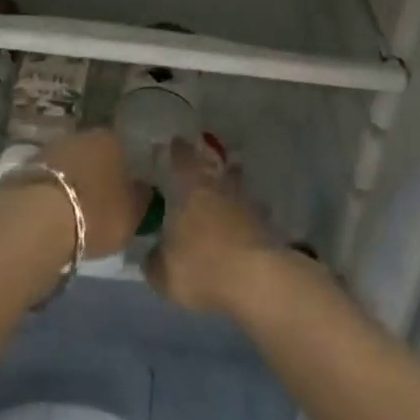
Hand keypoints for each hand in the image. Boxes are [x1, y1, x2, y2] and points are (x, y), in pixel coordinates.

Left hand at [38, 128, 150, 259]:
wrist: (37, 219)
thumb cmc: (96, 213)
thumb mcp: (132, 214)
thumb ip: (141, 197)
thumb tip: (144, 188)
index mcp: (113, 139)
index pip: (125, 149)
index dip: (126, 170)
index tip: (126, 189)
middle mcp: (83, 135)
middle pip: (95, 153)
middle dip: (98, 173)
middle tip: (102, 199)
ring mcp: (52, 148)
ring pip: (71, 163)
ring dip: (74, 180)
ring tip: (76, 208)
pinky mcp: (26, 166)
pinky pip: (49, 178)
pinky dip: (53, 190)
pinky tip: (55, 210)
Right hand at [145, 143, 278, 316]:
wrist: (255, 279)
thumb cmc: (201, 268)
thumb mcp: (164, 274)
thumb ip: (155, 261)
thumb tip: (153, 255)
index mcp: (191, 192)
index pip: (183, 163)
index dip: (178, 151)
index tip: (177, 140)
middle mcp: (219, 190)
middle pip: (214, 168)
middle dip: (208, 161)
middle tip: (205, 154)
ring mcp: (246, 205)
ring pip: (238, 186)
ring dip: (234, 180)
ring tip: (231, 176)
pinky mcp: (266, 225)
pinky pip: (254, 212)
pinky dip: (250, 212)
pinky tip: (248, 218)